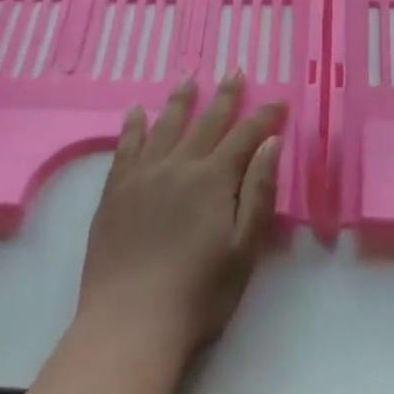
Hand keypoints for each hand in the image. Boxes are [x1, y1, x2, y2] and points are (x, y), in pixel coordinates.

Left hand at [78, 73, 283, 363]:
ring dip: (179, 101)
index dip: (263, 117)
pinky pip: (126, 147)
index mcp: (213, 180)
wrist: (131, 321)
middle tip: (234, 72)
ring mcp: (142, 175)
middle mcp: (178, 166)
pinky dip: (134, 127)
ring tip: (188, 80)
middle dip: (224, 97)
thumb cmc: (198, 293)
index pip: (245, 137)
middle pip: (206, 123)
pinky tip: (137, 112)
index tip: (278, 101)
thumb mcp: (244, 249)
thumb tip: (271, 143)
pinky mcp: (114, 191)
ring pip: (165, 126)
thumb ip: (258, 192)